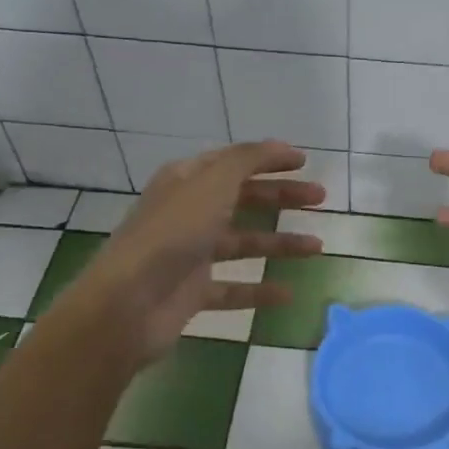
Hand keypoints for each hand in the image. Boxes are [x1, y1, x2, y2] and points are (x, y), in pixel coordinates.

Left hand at [60, 140, 324, 366]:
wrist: (128, 304)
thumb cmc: (172, 234)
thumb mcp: (212, 184)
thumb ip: (246, 160)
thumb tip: (277, 145)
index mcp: (187, 181)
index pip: (233, 162)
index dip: (268, 158)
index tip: (304, 162)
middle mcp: (188, 213)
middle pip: (242, 199)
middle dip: (281, 197)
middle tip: (320, 198)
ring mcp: (190, 254)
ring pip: (243, 243)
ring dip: (280, 243)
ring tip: (317, 247)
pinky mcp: (193, 292)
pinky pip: (233, 288)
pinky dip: (260, 290)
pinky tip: (288, 293)